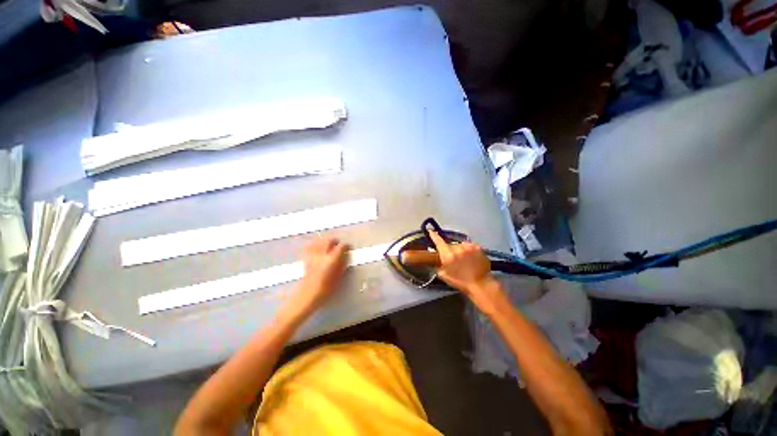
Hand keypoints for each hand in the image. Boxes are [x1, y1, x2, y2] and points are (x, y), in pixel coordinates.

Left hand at [283, 237, 349, 318]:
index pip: (341, 246)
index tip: (349, 247)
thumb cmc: (326, 289)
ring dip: (325, 240)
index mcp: (331, 260)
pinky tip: (318, 247)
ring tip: (329, 244)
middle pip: (329, 240)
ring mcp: (312, 256)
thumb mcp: (338, 277)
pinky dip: (315, 244)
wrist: (307, 296)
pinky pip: (310, 246)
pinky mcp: (306, 258)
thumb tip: (345, 256)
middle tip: (339, 244)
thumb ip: (342, 264)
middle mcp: (322, 255)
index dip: (346, 246)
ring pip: (319, 241)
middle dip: (335, 240)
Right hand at [428, 231, 502, 309]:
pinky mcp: (478, 247)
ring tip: (465, 259)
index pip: (438, 242)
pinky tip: (472, 257)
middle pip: (451, 245)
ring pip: (461, 245)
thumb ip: (438, 266)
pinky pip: (470, 246)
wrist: (480, 284)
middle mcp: (457, 248)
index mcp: (447, 255)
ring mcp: (468, 247)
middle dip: (451, 249)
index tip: (431, 231)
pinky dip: (469, 250)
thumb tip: (436, 259)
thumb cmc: (460, 282)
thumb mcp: (444, 275)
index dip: (434, 236)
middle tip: (454, 258)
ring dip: (461, 249)